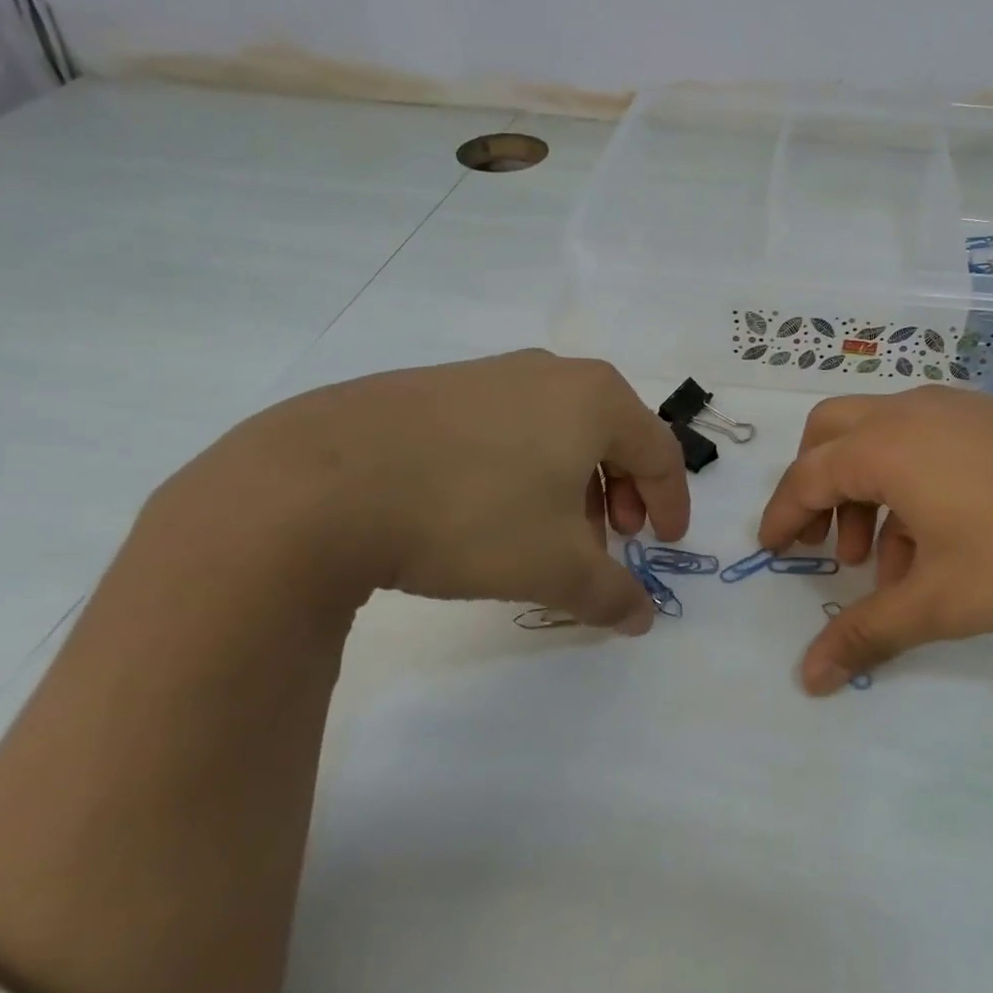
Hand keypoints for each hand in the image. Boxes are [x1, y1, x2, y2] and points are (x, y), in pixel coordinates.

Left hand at [191, 350, 690, 630]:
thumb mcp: (556, 568)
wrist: (320, 483)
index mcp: (596, 399)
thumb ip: (612, 595)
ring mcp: (488, 374)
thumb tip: (641, 619)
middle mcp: (550, 373)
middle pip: (612, 437)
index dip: (672, 504)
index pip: (660, 452)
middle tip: (610, 541)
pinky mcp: (435, 388)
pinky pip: (507, 428)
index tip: (665, 546)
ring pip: (558, 433)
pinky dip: (523, 471)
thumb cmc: (471, 515)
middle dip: (620, 495)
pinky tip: (489, 511)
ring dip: (572, 486)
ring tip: (549, 536)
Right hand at [758, 386, 992, 691]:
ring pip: (883, 437)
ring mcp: (960, 407)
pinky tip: (942, 541)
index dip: (781, 516)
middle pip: (833, 434)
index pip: (807, 475)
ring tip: (889, 561)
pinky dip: (911, 482)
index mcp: (886, 445)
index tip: (771, 551)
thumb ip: (868, 633)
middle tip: (823, 545)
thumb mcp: (943, 601)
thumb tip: (806, 678)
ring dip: (867, 492)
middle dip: (816, 487)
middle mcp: (913, 412)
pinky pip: (929, 441)